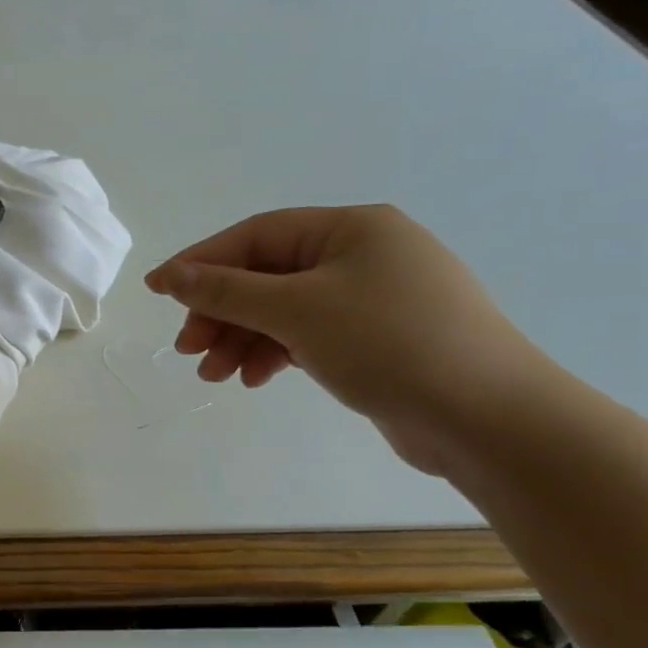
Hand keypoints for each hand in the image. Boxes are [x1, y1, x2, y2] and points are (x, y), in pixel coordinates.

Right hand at [145, 205, 552, 474]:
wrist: (490, 418)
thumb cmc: (390, 344)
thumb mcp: (297, 311)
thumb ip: (227, 290)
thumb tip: (171, 275)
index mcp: (351, 229)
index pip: (256, 236)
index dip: (201, 262)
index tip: (157, 291)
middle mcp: (363, 254)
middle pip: (267, 275)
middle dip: (222, 312)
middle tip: (189, 349)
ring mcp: (374, 298)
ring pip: (285, 309)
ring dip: (243, 339)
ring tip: (215, 375)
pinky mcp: (379, 338)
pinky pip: (310, 335)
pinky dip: (277, 353)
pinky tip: (256, 379)